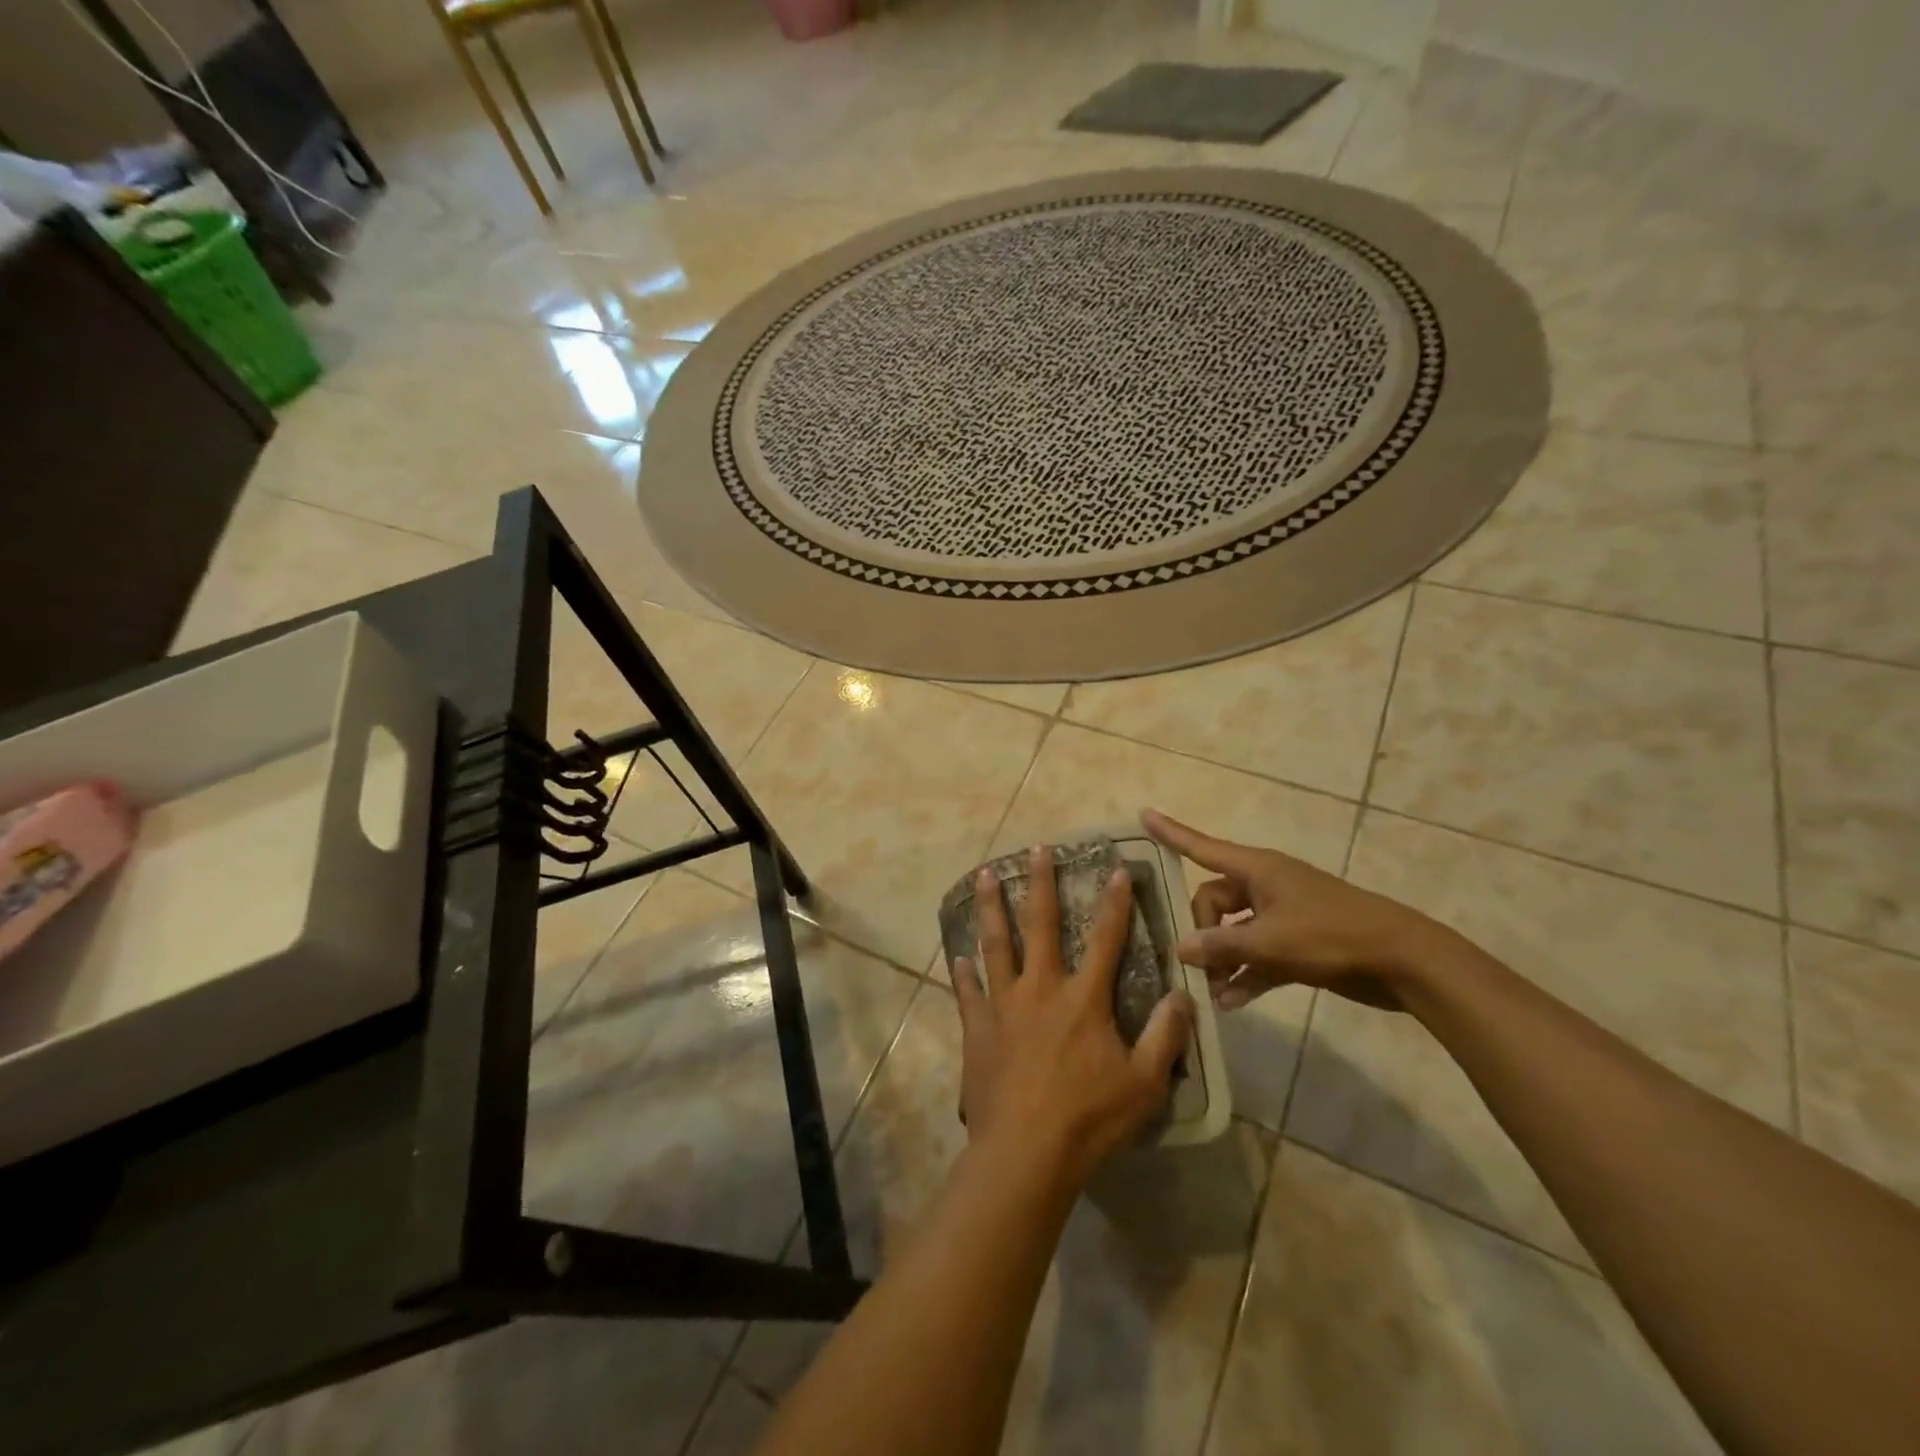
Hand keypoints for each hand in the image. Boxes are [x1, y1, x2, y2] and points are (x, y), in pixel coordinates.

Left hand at [953, 847, 1194, 1189]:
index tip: (1116, 868)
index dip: (1115, 903)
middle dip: (1040, 883)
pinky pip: (968, 992)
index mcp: (1084, 999)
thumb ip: (1165, 1037)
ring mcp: (1004, 1006)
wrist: (1025, 1153)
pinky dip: (963, 973)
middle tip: (1035, 848)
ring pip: (996, 944)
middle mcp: (1041, 989)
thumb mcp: (1144, 1084)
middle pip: (1041, 925)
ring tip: (982, 875)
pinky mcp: (977, 1028)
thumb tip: (1182, 995)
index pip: (1107, 939)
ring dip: (990, 908)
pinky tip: (957, 956)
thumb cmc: (1089, 1119)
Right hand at [1143, 810, 1440, 1011]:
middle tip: (1198, 966)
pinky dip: (1245, 975)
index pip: (1201, 846)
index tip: (1143, 814)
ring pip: (1235, 932)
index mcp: (1257, 869)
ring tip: (1209, 994)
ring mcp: (1282, 916)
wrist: (1403, 961)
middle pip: (1213, 901)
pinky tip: (1230, 1003)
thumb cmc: (1332, 935)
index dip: (1171, 832)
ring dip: (1222, 961)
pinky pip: (1257, 956)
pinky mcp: (1297, 944)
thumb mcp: (1271, 941)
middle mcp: (1264, 887)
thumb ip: (1222, 945)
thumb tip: (1181, 947)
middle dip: (1202, 933)